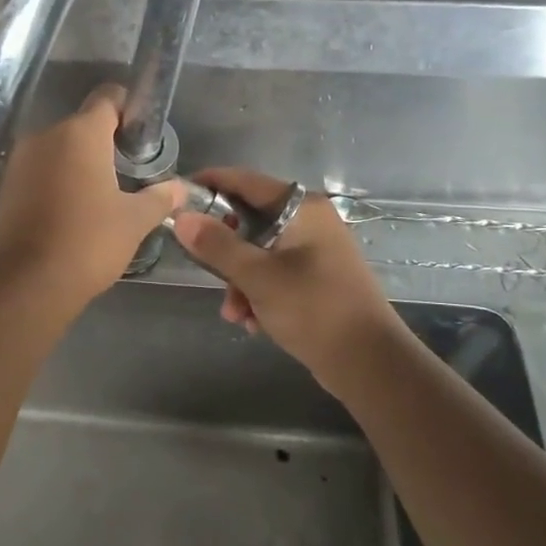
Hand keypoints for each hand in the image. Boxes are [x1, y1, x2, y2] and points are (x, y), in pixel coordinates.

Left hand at [0, 85, 185, 312]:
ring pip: (58, 148)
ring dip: (79, 162)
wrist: (28, 283)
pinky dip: (56, 180)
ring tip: (101, 195)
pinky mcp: (6, 185)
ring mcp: (20, 159)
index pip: (107, 97)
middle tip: (128, 172)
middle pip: (82, 124)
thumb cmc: (89, 242)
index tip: (141, 133)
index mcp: (80, 133)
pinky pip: (39, 170)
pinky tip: (72, 209)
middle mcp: (46, 135)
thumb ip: (159, 197)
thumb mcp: (134, 221)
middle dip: (105, 142)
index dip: (128, 108)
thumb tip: (179, 187)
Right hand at [171, 167, 399, 384]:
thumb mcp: (257, 276)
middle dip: (223, 250)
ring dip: (238, 281)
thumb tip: (182, 217)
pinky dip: (257, 293)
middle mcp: (310, 221)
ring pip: (257, 252)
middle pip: (248, 220)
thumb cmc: (314, 309)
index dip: (209, 184)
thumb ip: (217, 244)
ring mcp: (314, 251)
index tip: (176, 196)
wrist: (369, 364)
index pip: (245, 181)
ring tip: (234, 313)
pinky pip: (273, 274)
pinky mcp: (315, 279)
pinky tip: (253, 322)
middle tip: (202, 267)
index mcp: (302, 208)